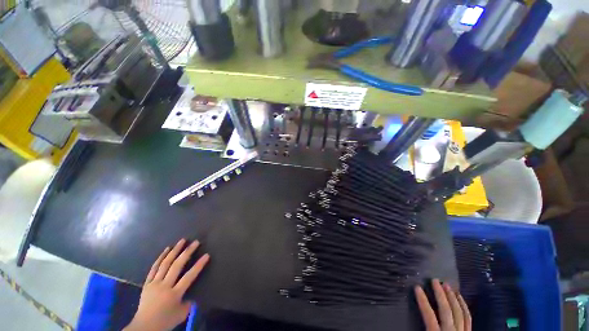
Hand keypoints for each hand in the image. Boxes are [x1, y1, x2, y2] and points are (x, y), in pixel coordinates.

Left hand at [124, 239, 209, 330]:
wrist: (144, 327)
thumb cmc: (165, 321)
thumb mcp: (181, 314)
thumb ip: (189, 303)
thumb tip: (193, 293)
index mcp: (174, 294)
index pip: (189, 277)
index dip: (198, 266)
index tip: (207, 255)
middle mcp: (164, 286)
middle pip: (177, 266)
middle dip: (187, 253)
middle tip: (195, 242)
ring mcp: (154, 283)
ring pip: (165, 264)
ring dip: (174, 251)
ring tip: (182, 241)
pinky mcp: (147, 283)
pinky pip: (153, 268)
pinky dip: (160, 258)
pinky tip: (166, 249)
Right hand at [414, 279, 470, 330]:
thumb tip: (401, 328)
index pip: (429, 316)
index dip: (423, 301)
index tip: (417, 287)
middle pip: (447, 311)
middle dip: (441, 295)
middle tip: (435, 280)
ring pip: (459, 313)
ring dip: (453, 298)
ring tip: (447, 286)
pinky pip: (468, 318)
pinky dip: (464, 306)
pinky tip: (460, 298)